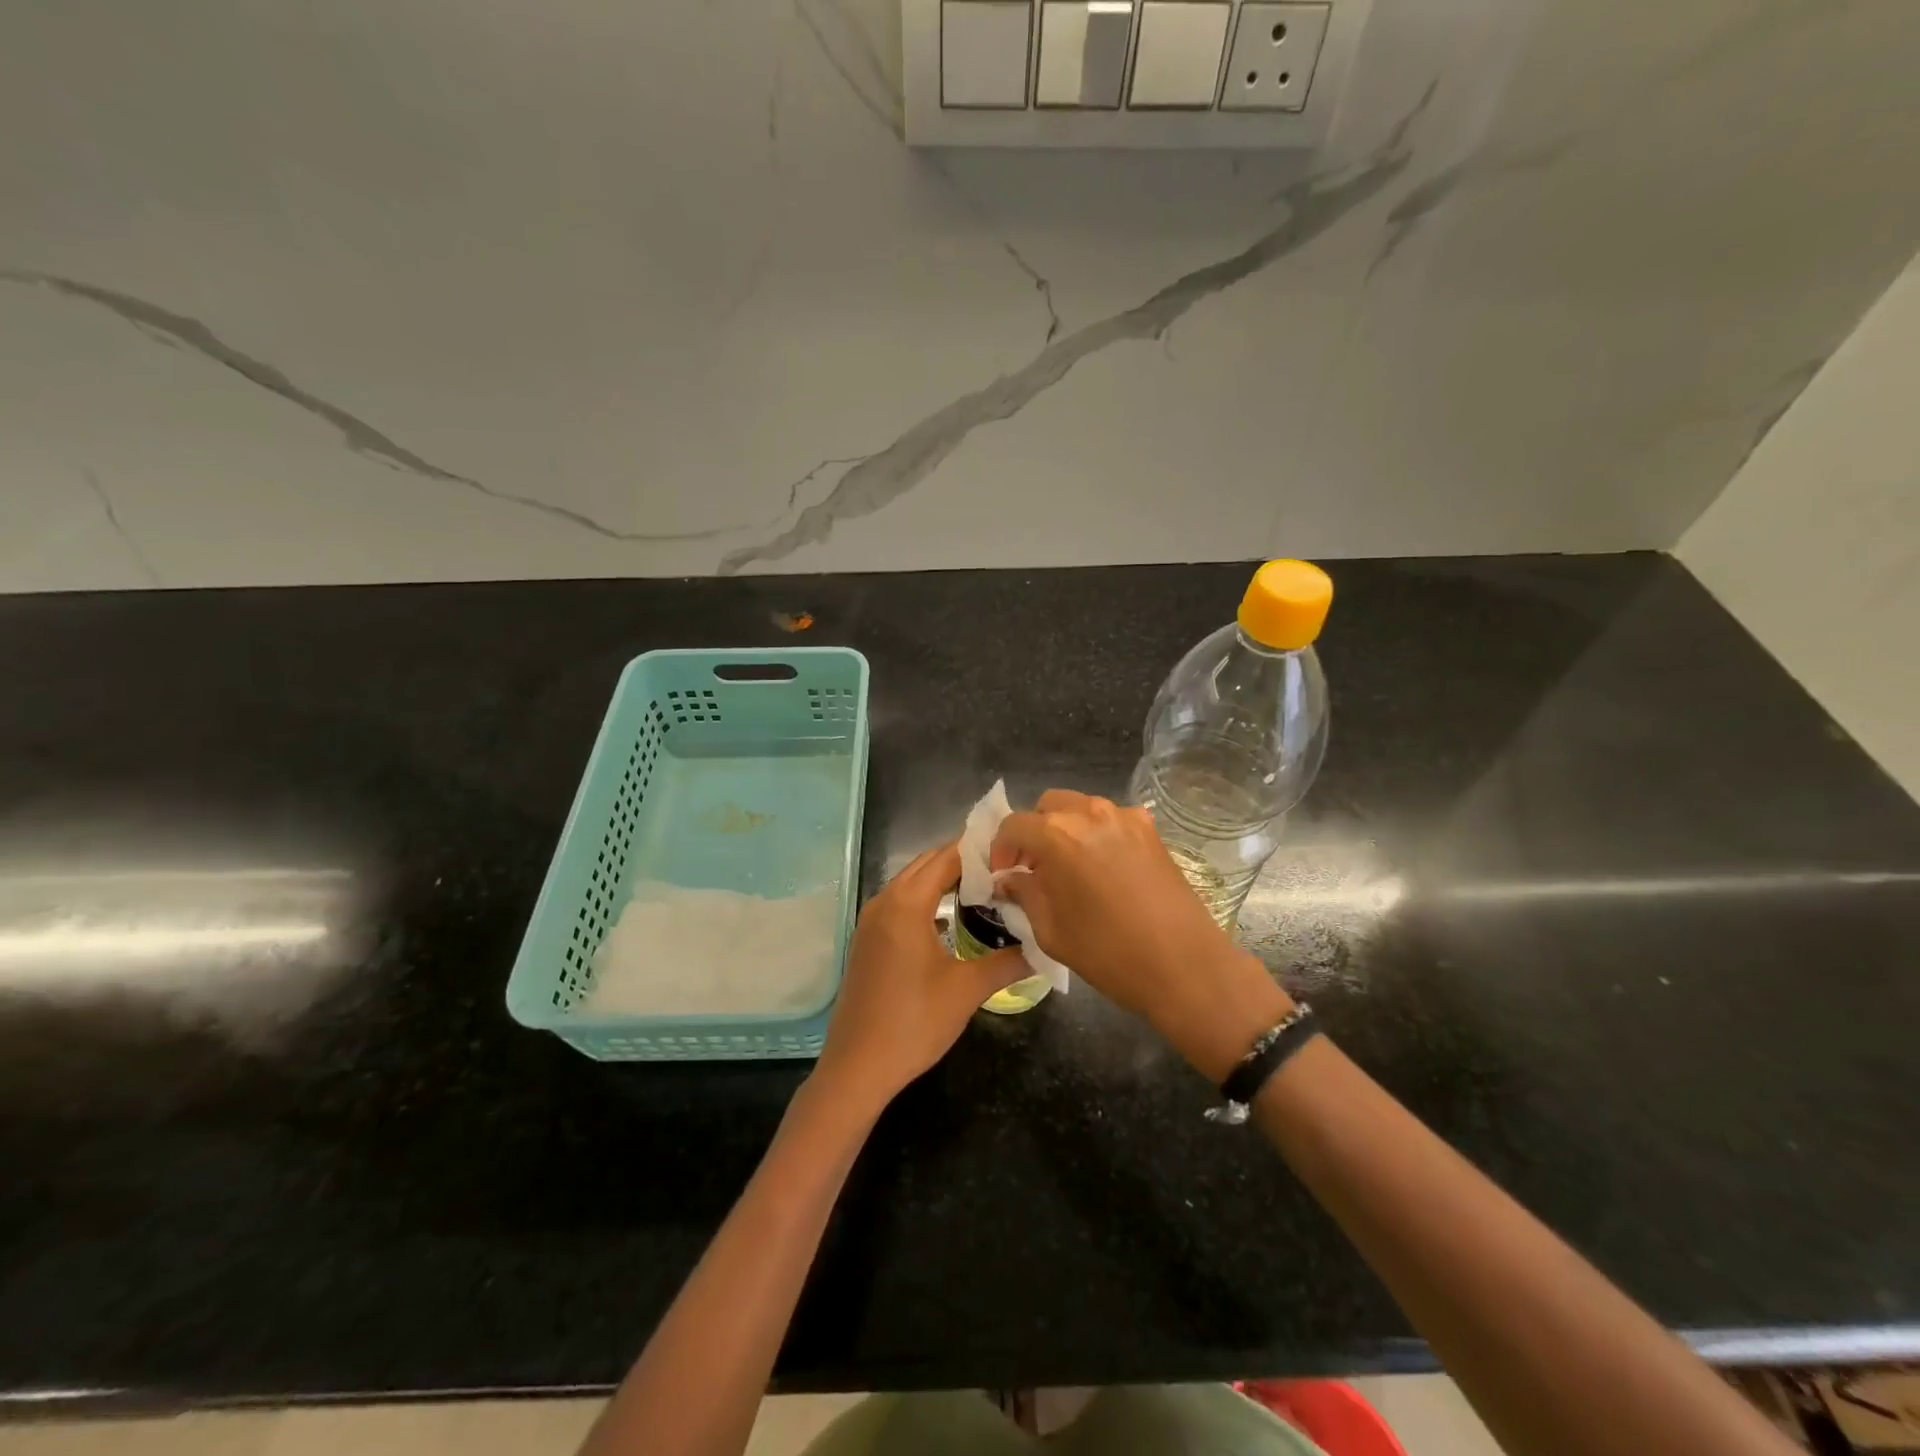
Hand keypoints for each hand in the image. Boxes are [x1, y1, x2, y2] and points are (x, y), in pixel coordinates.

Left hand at [815, 842, 1024, 1112]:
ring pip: (912, 882)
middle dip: (963, 861)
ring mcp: (871, 920)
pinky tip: (951, 917)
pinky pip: (900, 902)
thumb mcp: (967, 990)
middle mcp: (884, 902)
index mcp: (906, 904)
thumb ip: (1008, 961)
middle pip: (927, 864)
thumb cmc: (914, 1023)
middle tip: (1004, 869)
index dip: (979, 852)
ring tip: (985, 888)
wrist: (858, 1066)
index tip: (1013, 852)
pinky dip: (927, 898)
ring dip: (944, 879)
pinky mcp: (867, 939)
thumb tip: (1043, 946)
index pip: (946, 858)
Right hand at [992, 790, 1290, 1078]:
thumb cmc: (1108, 953)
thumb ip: (1024, 894)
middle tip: (1031, 867)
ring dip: (1063, 829)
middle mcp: (1090, 813)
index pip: (1013, 825)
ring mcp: (1125, 817)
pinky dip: (1095, 833)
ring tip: (1066, 867)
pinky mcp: (1150, 830)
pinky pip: (1110, 819)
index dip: (1001, 848)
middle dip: (1032, 832)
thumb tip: (1008, 879)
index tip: (1003, 874)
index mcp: (1058, 835)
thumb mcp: (1051, 930)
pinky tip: (1100, 868)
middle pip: (1047, 806)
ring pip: (1080, 807)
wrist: (1185, 966)